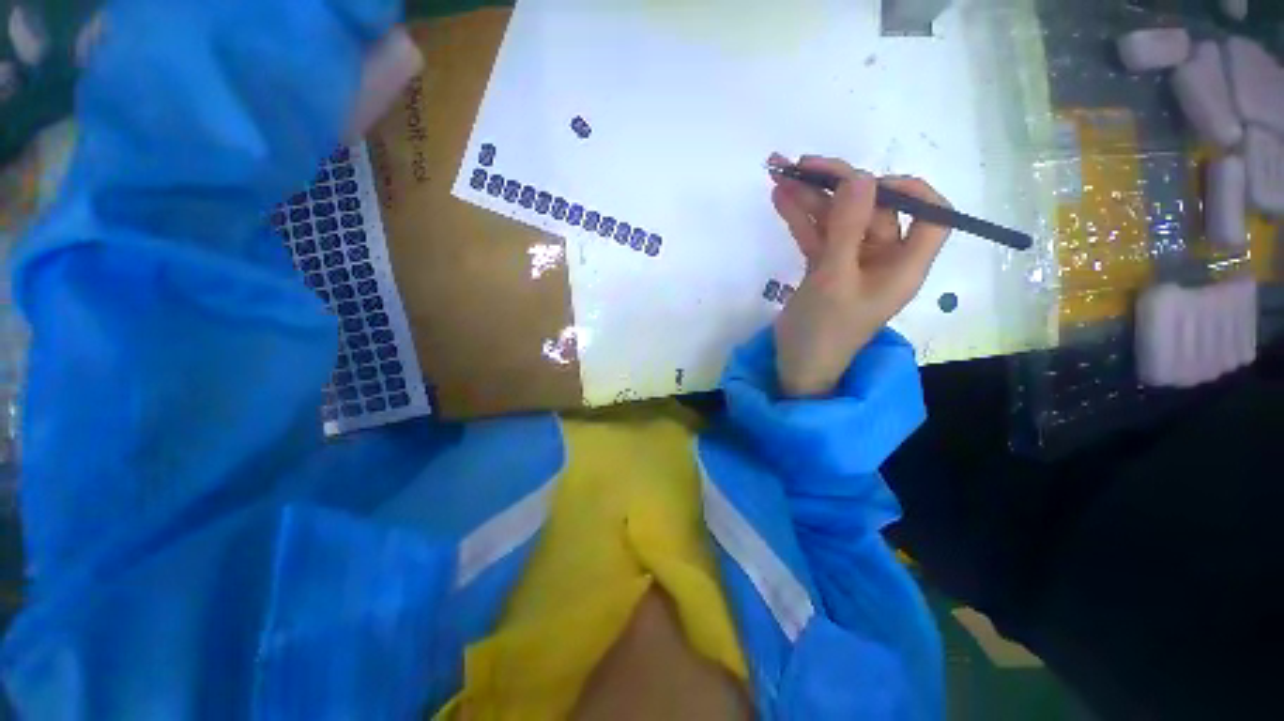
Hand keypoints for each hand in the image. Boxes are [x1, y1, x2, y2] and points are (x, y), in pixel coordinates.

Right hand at [768, 154, 950, 397]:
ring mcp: (852, 263)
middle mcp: (883, 258)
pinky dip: (800, 219)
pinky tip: (780, 199)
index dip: (910, 189)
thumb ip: (845, 227)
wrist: (797, 367)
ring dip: (811, 198)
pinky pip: (817, 236)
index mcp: (904, 264)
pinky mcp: (826, 268)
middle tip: (802, 165)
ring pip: (838, 220)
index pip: (932, 214)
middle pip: (872, 210)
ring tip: (780, 174)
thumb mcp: (833, 279)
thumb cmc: (823, 330)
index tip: (869, 182)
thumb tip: (858, 176)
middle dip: (837, 186)